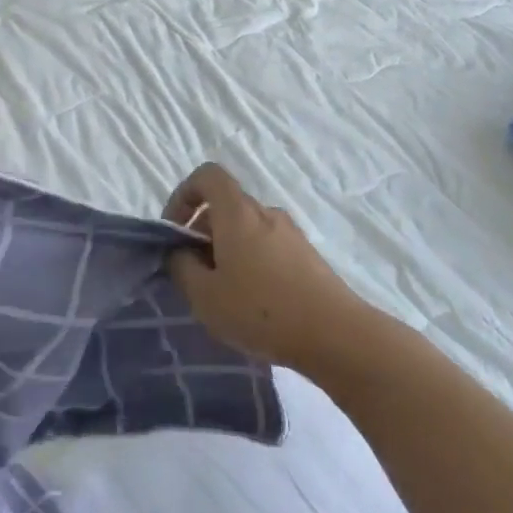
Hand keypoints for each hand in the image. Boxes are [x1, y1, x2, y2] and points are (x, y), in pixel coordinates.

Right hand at [163, 163, 354, 368]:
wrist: (338, 336)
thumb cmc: (262, 311)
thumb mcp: (204, 296)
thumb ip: (182, 267)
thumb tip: (181, 253)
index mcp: (237, 213)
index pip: (207, 176)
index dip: (183, 195)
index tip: (174, 231)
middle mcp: (266, 213)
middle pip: (225, 206)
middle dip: (202, 233)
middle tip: (195, 275)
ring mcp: (291, 234)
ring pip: (247, 230)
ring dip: (227, 252)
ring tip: (224, 295)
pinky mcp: (308, 257)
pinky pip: (268, 248)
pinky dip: (252, 264)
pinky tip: (255, 304)